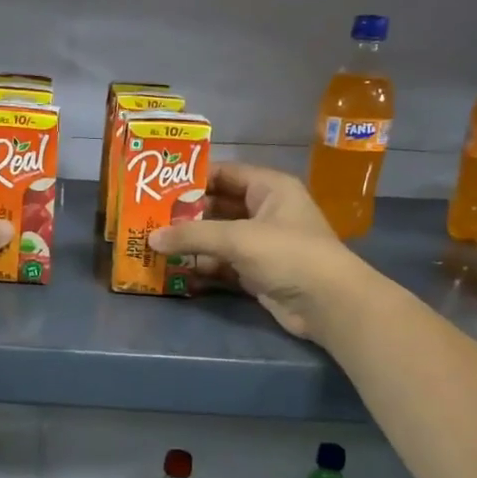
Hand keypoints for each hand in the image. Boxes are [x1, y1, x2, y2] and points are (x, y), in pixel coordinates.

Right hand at [148, 163, 361, 338]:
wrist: (327, 304)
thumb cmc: (288, 254)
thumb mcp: (238, 238)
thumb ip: (192, 235)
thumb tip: (151, 238)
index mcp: (269, 188)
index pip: (225, 173)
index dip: (193, 177)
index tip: (158, 185)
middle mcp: (265, 211)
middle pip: (217, 206)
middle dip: (185, 214)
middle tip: (149, 218)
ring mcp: (261, 244)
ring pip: (217, 237)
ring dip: (190, 242)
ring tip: (153, 244)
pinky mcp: (256, 272)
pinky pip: (222, 264)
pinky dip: (201, 266)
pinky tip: (174, 270)